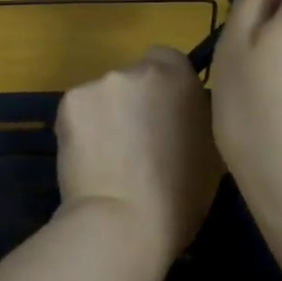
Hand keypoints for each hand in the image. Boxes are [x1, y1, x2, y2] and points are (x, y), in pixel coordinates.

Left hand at [55, 46, 223, 280]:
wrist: (122, 221)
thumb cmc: (180, 197)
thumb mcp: (212, 150)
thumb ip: (197, 116)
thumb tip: (184, 111)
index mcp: (178, 77)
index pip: (167, 59)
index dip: (164, 86)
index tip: (163, 116)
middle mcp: (137, 69)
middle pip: (133, 76)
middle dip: (133, 101)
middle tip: (134, 141)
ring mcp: (99, 83)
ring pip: (103, 95)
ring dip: (106, 115)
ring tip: (108, 156)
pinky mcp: (68, 102)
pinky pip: (79, 110)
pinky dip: (81, 128)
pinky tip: (87, 158)